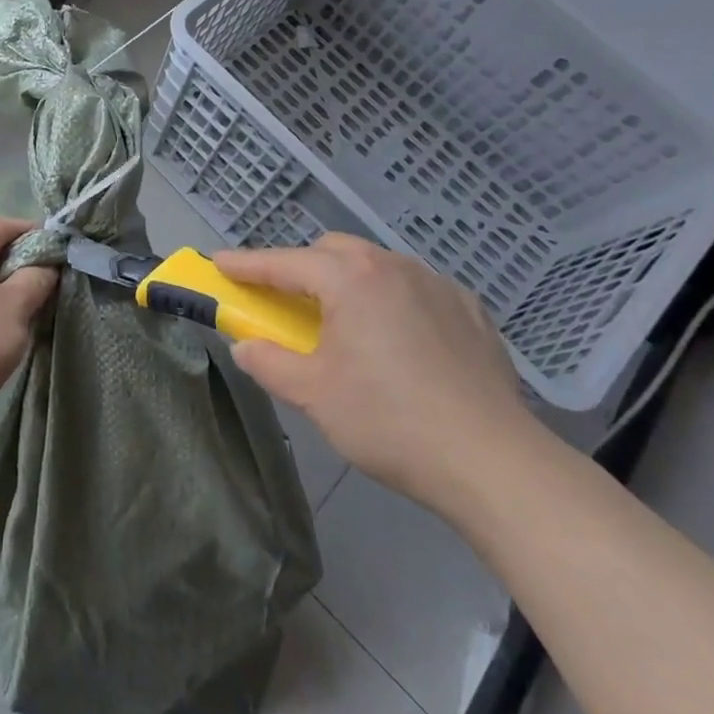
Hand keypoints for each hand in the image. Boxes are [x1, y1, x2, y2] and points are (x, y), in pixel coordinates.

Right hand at [215, 234, 531, 512]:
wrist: (494, 462)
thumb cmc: (390, 422)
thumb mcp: (314, 396)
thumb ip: (269, 363)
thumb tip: (245, 346)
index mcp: (351, 280)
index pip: (284, 263)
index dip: (247, 264)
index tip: (219, 263)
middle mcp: (394, 266)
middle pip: (333, 251)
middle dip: (302, 268)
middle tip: (287, 304)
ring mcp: (438, 284)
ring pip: (377, 265)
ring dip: (349, 282)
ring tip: (347, 326)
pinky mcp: (471, 310)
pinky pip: (416, 288)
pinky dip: (392, 300)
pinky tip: (400, 341)